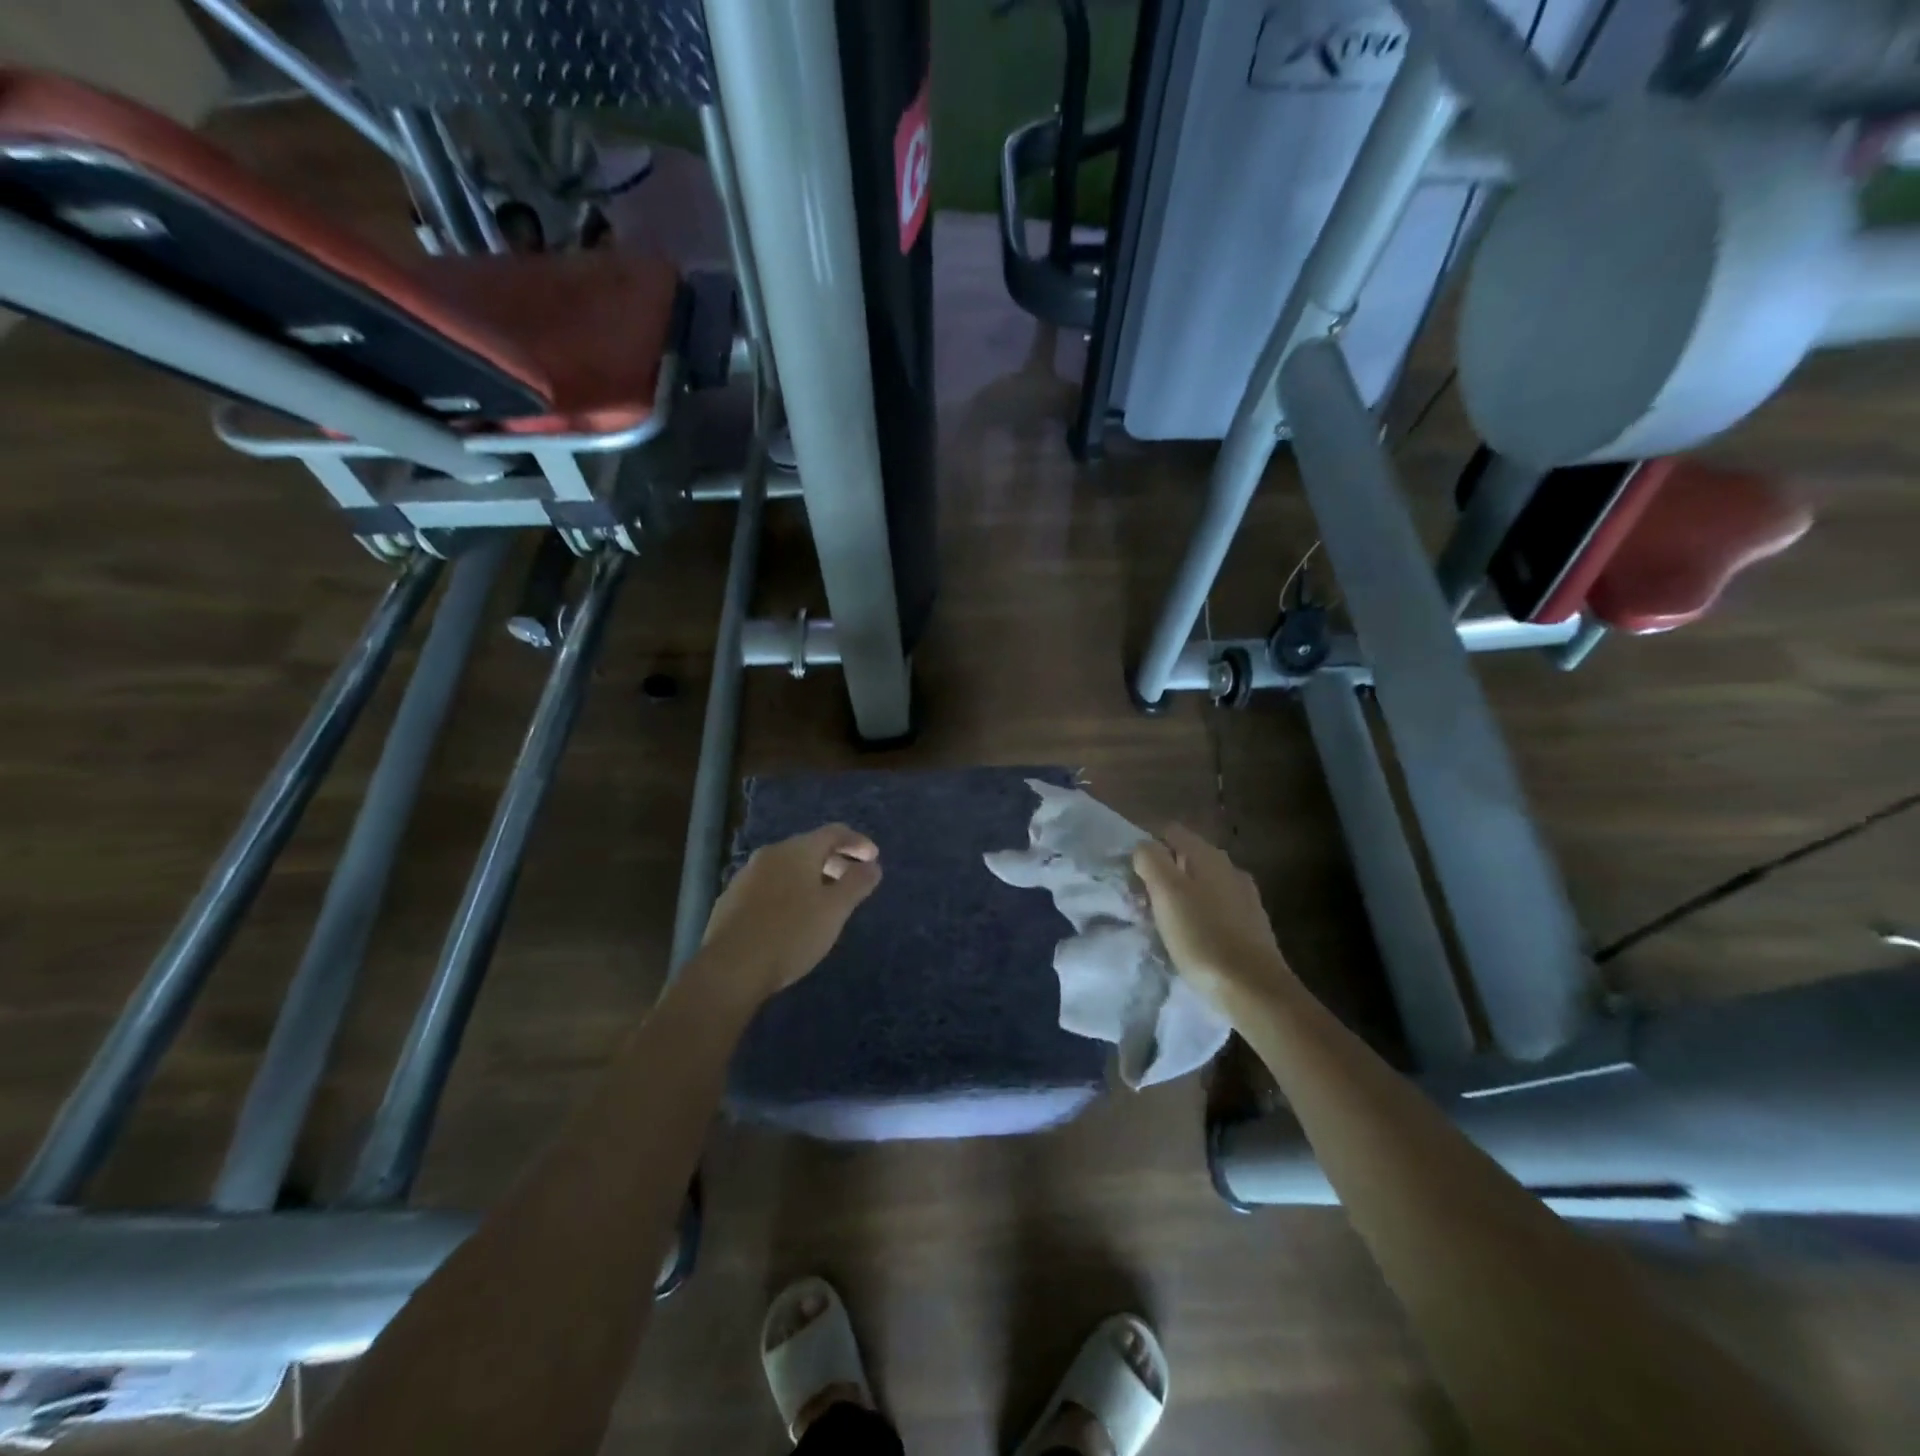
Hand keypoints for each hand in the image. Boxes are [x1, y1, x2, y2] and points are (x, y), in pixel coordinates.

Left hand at [699, 824, 881, 1003]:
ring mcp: (746, 876)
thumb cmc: (791, 934)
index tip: (874, 859)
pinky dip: (789, 892)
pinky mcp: (731, 900)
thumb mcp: (835, 910)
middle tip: (853, 882)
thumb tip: (873, 866)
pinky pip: (769, 886)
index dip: (857, 842)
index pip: (834, 832)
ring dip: (811, 878)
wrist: (730, 968)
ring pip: (788, 868)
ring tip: (825, 902)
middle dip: (835, 861)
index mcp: (797, 850)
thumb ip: (857, 883)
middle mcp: (770, 854)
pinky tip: (792, 917)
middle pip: (810, 848)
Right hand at [1133, 825, 1292, 1007]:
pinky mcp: (1252, 925)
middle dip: (1163, 875)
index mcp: (1209, 855)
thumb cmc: (1202, 937)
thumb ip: (1151, 860)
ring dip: (1180, 897)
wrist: (1254, 989)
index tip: (1133, 876)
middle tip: (1144, 903)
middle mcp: (1230, 868)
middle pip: (1186, 858)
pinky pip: (1216, 909)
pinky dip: (1199, 916)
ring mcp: (1245, 897)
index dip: (1148, 848)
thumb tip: (1145, 847)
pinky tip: (1192, 939)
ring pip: (1201, 884)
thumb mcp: (1166, 892)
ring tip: (1164, 925)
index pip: (1171, 831)